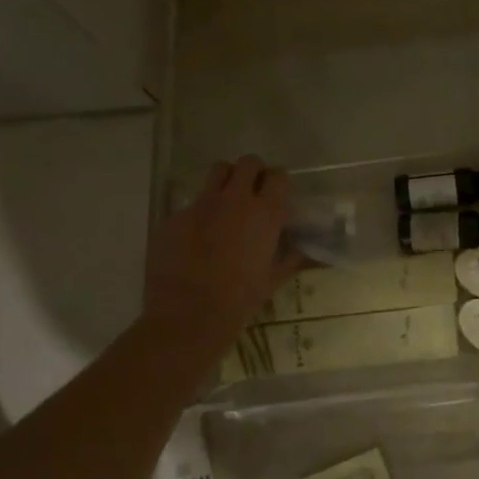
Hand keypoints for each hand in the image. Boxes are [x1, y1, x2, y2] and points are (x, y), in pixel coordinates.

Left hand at [146, 156, 299, 363]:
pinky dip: (201, 211)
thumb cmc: (240, 300)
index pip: (279, 176)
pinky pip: (192, 202)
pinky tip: (198, 237)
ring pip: (218, 171)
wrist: (188, 315)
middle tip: (253, 195)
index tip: (279, 197)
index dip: (279, 184)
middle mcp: (235, 199)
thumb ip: (290, 258)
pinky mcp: (175, 215)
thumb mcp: (272, 280)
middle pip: (248, 163)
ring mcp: (201, 204)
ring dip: (226, 180)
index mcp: (265, 214)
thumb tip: (304, 249)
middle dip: (253, 173)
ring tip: (227, 204)